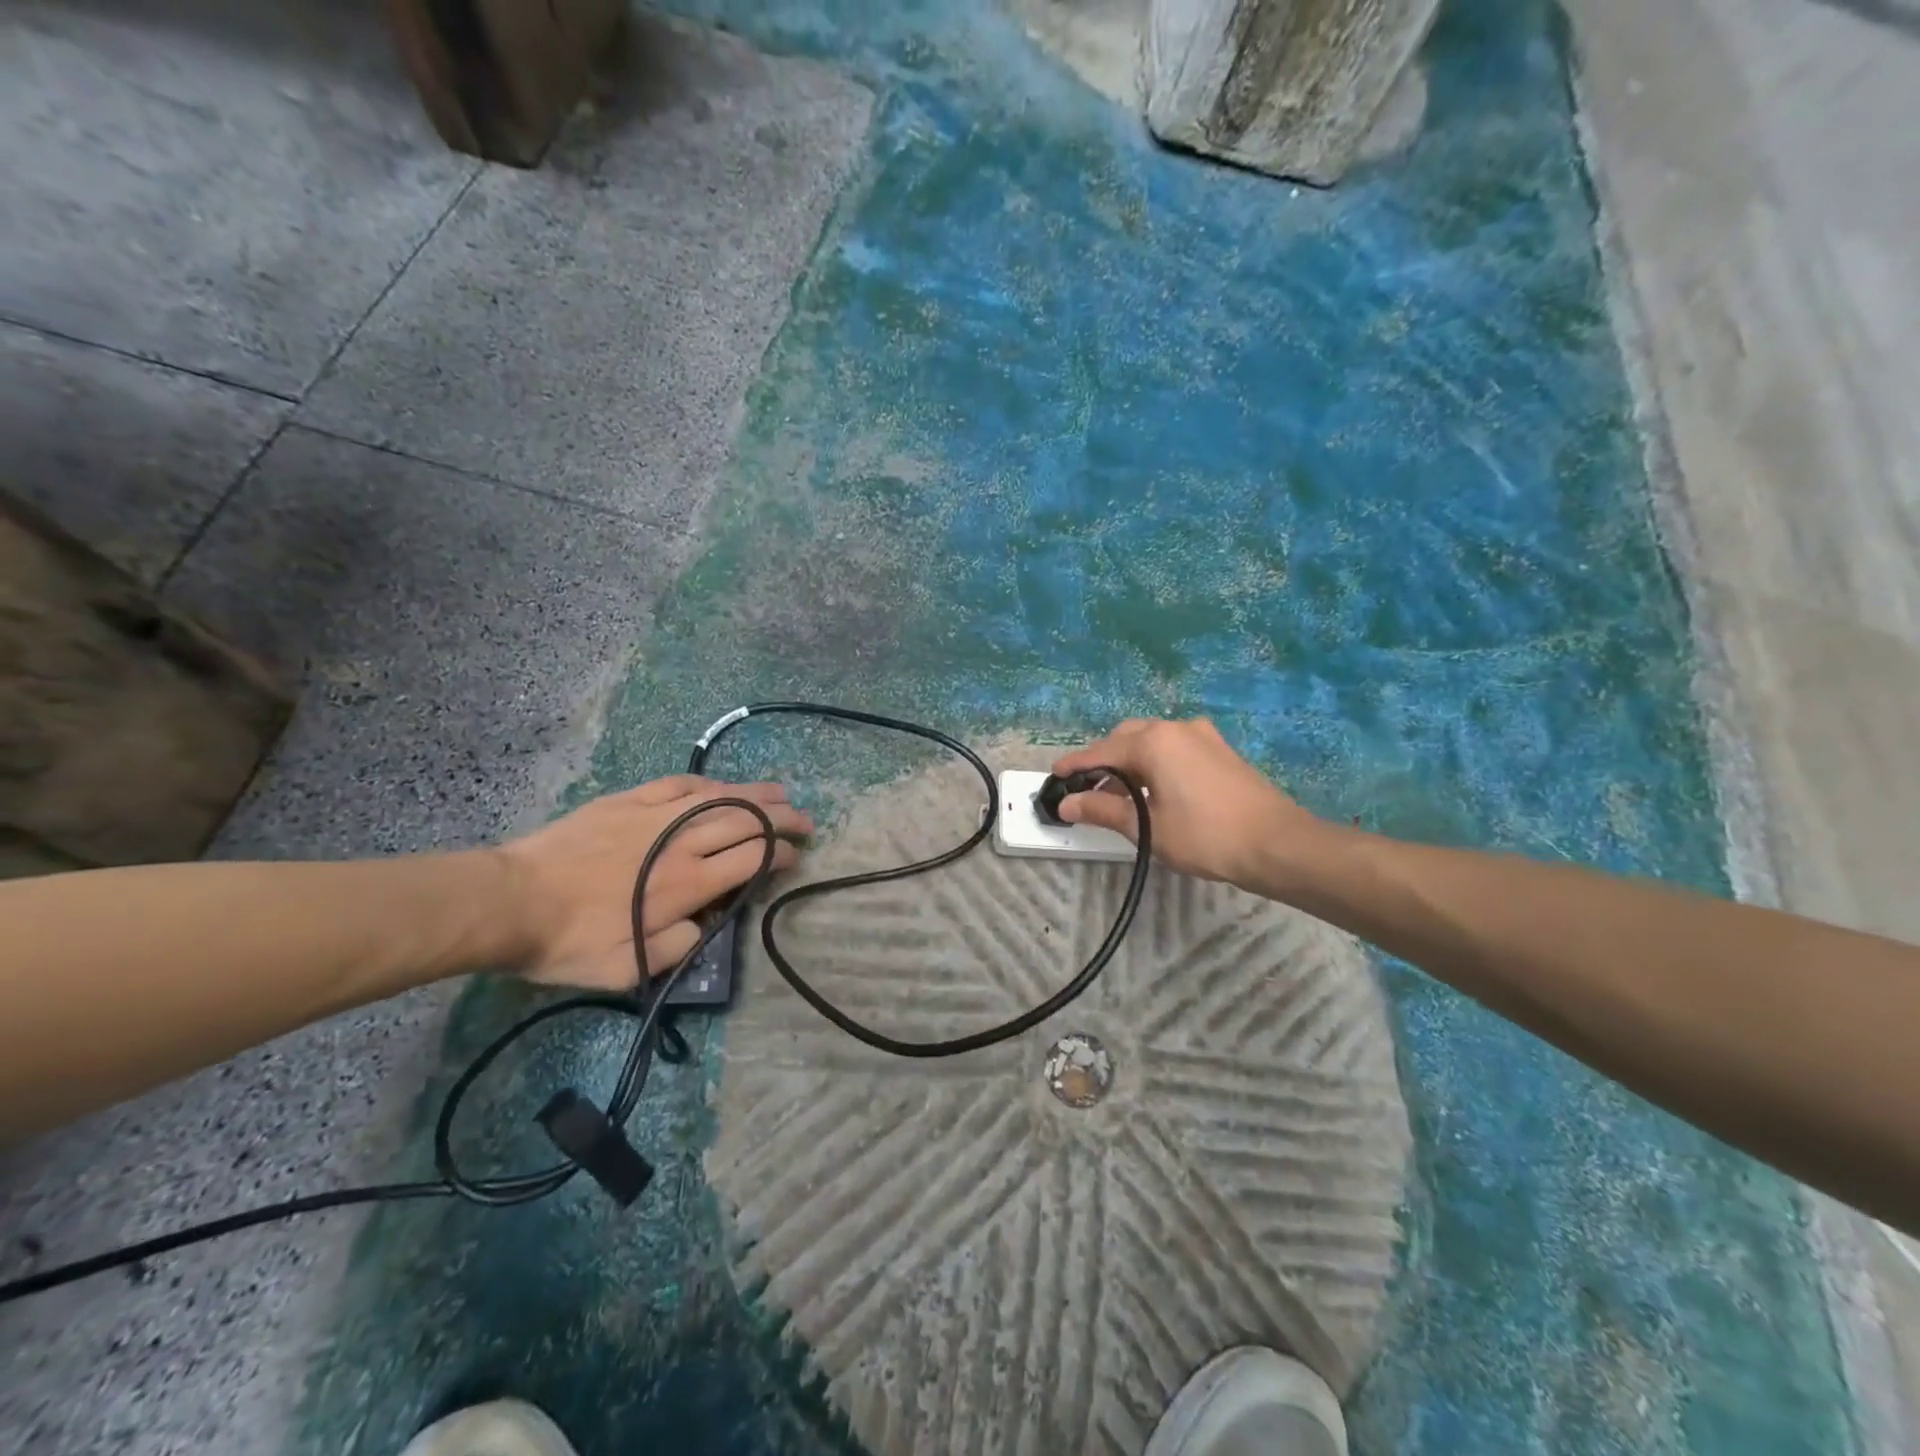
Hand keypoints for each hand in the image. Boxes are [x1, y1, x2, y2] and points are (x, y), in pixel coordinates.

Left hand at [494, 776, 810, 988]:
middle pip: (746, 821)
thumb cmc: (570, 941)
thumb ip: (679, 947)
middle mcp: (682, 842)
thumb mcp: (627, 969)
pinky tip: (721, 784)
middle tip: (806, 820)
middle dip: (783, 820)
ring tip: (782, 793)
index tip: (796, 857)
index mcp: (688, 883)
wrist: (511, 902)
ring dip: (756, 794)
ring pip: (720, 797)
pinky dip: (707, 783)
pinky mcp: (629, 800)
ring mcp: (656, 815)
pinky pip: (678, 784)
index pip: (752, 859)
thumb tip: (707, 922)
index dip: (782, 855)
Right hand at [1052, 719, 1322, 889]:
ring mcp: (1202, 736)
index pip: (1101, 751)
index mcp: (1153, 742)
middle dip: (1103, 759)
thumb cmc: (1206, 836)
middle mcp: (1175, 728)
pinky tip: (1154, 788)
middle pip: (1125, 738)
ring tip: (1118, 793)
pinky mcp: (1220, 750)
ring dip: (1130, 760)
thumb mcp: (1147, 827)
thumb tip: (1067, 804)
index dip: (1074, 765)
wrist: (1278, 844)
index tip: (1054, 776)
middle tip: (1087, 788)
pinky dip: (1154, 762)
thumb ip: (1103, 810)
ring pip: (1151, 740)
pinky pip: (1174, 748)